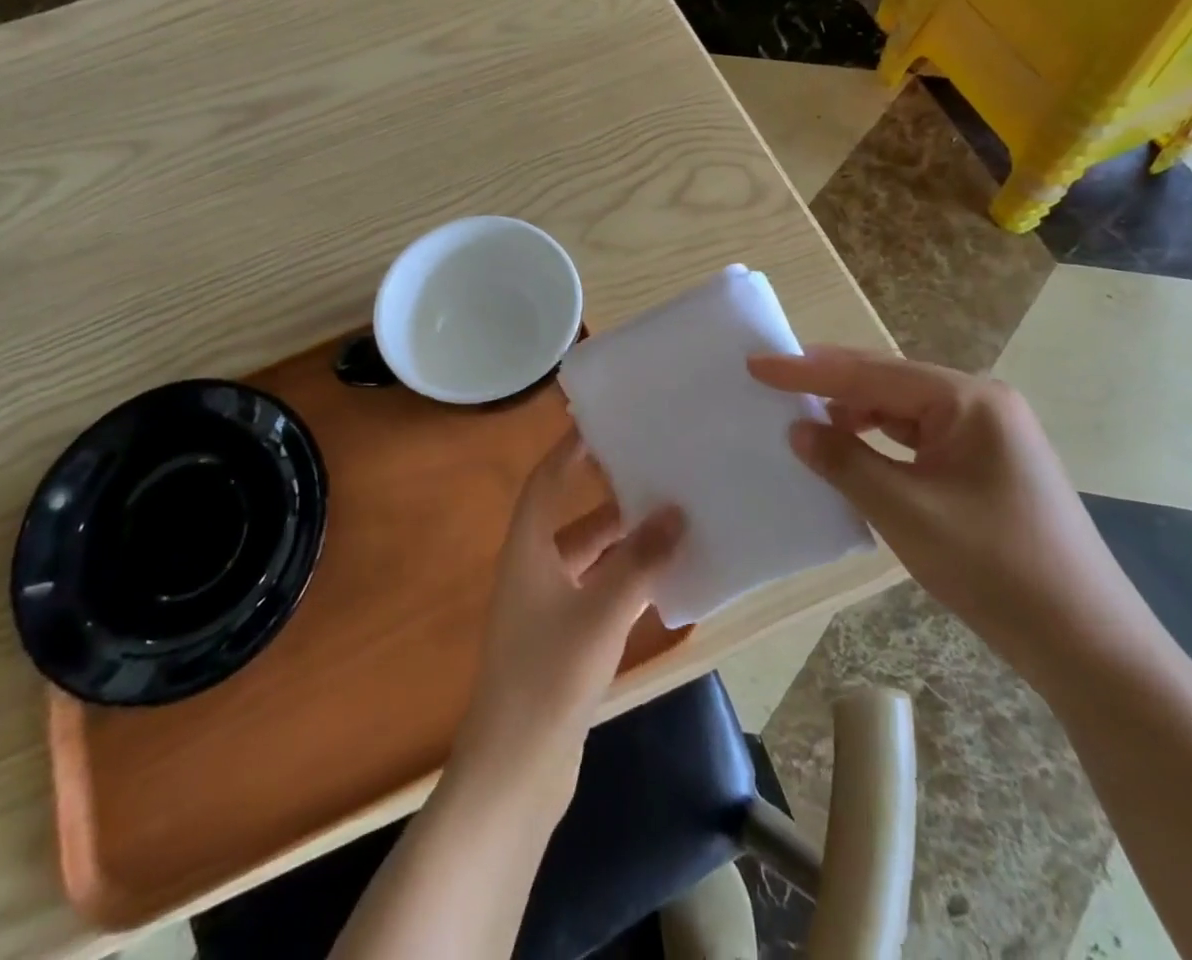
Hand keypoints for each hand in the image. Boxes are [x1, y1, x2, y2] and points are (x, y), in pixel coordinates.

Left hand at [450, 430, 683, 812]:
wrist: (515, 767)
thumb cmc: (550, 674)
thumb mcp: (601, 612)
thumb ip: (640, 561)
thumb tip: (676, 512)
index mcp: (527, 550)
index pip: (545, 483)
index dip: (567, 451)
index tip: (599, 424)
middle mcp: (532, 570)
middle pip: (571, 519)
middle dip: (609, 498)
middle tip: (654, 473)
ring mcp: (544, 608)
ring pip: (587, 558)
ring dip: (622, 542)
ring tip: (669, 520)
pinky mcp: (559, 640)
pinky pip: (594, 591)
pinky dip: (622, 579)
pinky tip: (659, 580)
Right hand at [749, 347, 1156, 687]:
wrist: (1090, 645)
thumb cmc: (996, 569)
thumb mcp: (906, 513)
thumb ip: (845, 462)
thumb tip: (798, 428)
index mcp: (967, 400)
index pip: (870, 373)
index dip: (807, 369)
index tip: (756, 364)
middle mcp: (979, 403)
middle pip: (887, 381)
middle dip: (828, 382)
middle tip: (772, 382)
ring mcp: (987, 433)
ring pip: (901, 409)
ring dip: (853, 412)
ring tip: (803, 418)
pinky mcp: (985, 464)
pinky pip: (918, 437)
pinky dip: (878, 440)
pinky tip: (851, 452)